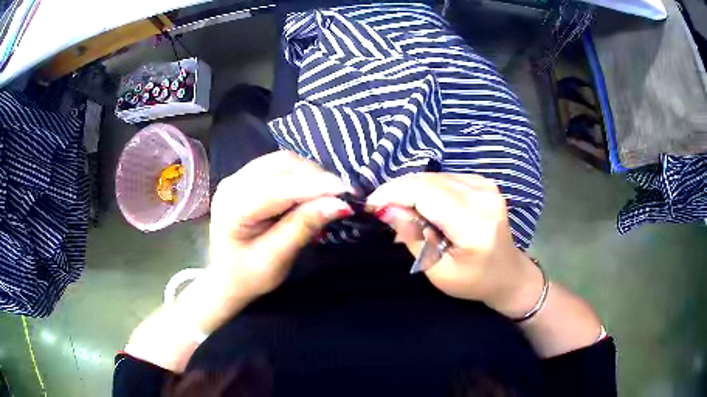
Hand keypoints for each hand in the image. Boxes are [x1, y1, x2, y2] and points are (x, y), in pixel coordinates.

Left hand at [125, 152, 352, 371]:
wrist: (225, 279)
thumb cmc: (247, 277)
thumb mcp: (276, 259)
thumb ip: (303, 227)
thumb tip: (338, 204)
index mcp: (233, 208)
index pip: (280, 188)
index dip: (316, 186)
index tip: (347, 192)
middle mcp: (232, 184)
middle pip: (281, 165)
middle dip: (315, 176)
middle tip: (340, 195)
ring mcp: (236, 178)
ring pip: (282, 161)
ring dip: (309, 174)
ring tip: (328, 194)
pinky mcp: (244, 179)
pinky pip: (277, 167)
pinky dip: (299, 175)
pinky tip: (310, 190)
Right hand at [367, 173, 543, 317]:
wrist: (507, 273)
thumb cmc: (474, 281)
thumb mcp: (438, 272)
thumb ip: (414, 238)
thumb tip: (387, 210)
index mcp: (475, 223)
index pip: (426, 194)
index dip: (393, 194)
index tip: (370, 205)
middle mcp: (483, 196)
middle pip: (428, 180)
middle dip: (397, 190)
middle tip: (379, 208)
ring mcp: (485, 185)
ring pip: (434, 176)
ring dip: (410, 189)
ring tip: (398, 208)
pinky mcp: (483, 182)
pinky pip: (444, 177)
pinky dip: (426, 188)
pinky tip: (421, 205)